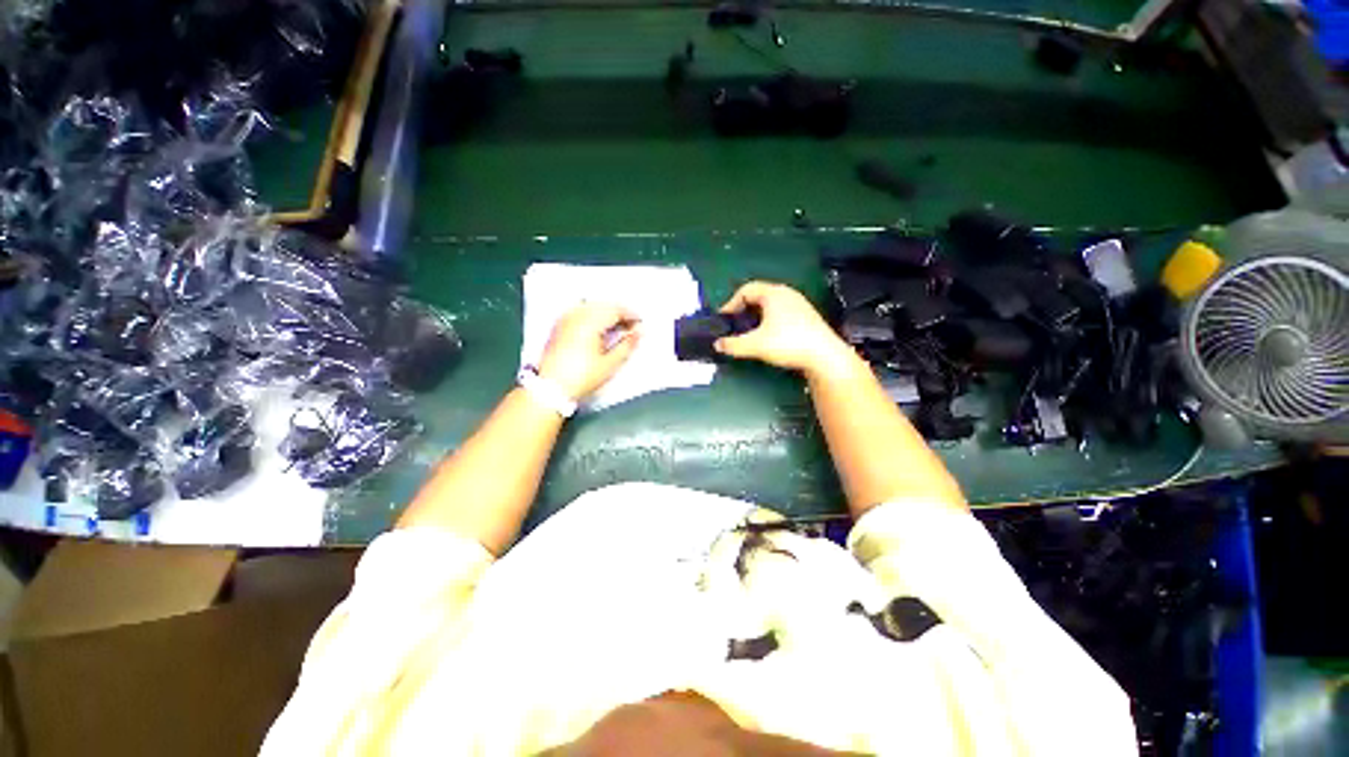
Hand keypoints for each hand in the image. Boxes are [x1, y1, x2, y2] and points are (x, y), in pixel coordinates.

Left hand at [537, 303, 640, 400]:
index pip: (615, 310)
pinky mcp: (559, 325)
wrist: (551, 388)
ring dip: (606, 313)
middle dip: (619, 312)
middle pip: (603, 305)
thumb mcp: (610, 364)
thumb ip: (627, 345)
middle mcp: (577, 316)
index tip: (640, 322)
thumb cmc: (582, 377)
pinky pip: (580, 311)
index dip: (631, 314)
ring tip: (616, 327)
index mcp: (590, 322)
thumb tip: (639, 332)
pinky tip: (598, 327)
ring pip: (591, 306)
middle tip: (630, 326)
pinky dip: (593, 315)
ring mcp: (566, 319)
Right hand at [714, 281, 854, 376]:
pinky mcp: (807, 317)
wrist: (824, 356)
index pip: (745, 290)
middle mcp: (787, 294)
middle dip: (743, 310)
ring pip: (770, 305)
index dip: (731, 304)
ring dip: (756, 316)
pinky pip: (781, 313)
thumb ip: (733, 344)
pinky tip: (769, 337)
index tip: (725, 320)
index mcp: (773, 293)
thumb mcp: (755, 345)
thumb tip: (717, 345)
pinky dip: (770, 321)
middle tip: (735, 325)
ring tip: (750, 332)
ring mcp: (799, 304)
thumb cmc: (788, 343)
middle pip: (758, 296)